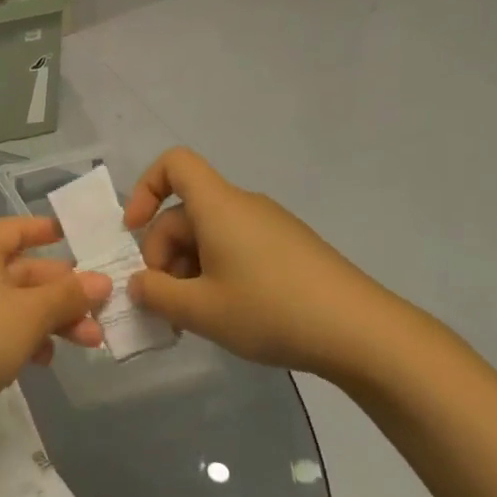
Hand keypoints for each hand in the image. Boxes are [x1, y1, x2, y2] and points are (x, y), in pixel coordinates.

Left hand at [0, 218, 108, 441]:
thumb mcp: (30, 313)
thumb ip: (67, 296)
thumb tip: (101, 280)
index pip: (16, 229)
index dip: (44, 231)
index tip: (75, 237)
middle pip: (23, 272)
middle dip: (63, 291)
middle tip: (101, 309)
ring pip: (16, 304)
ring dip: (51, 320)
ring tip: (89, 341)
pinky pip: (0, 329)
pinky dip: (25, 339)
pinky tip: (44, 360)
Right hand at [123, 148, 413, 377]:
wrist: (362, 332)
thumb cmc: (271, 310)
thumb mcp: (200, 310)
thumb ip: (156, 294)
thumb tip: (138, 284)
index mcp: (218, 205)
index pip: (174, 164)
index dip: (145, 189)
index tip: (134, 231)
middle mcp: (243, 206)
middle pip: (186, 212)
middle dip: (163, 253)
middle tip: (165, 303)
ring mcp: (271, 227)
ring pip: (210, 235)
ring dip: (189, 270)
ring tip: (193, 317)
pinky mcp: (291, 250)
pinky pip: (237, 248)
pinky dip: (218, 273)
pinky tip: (228, 314)